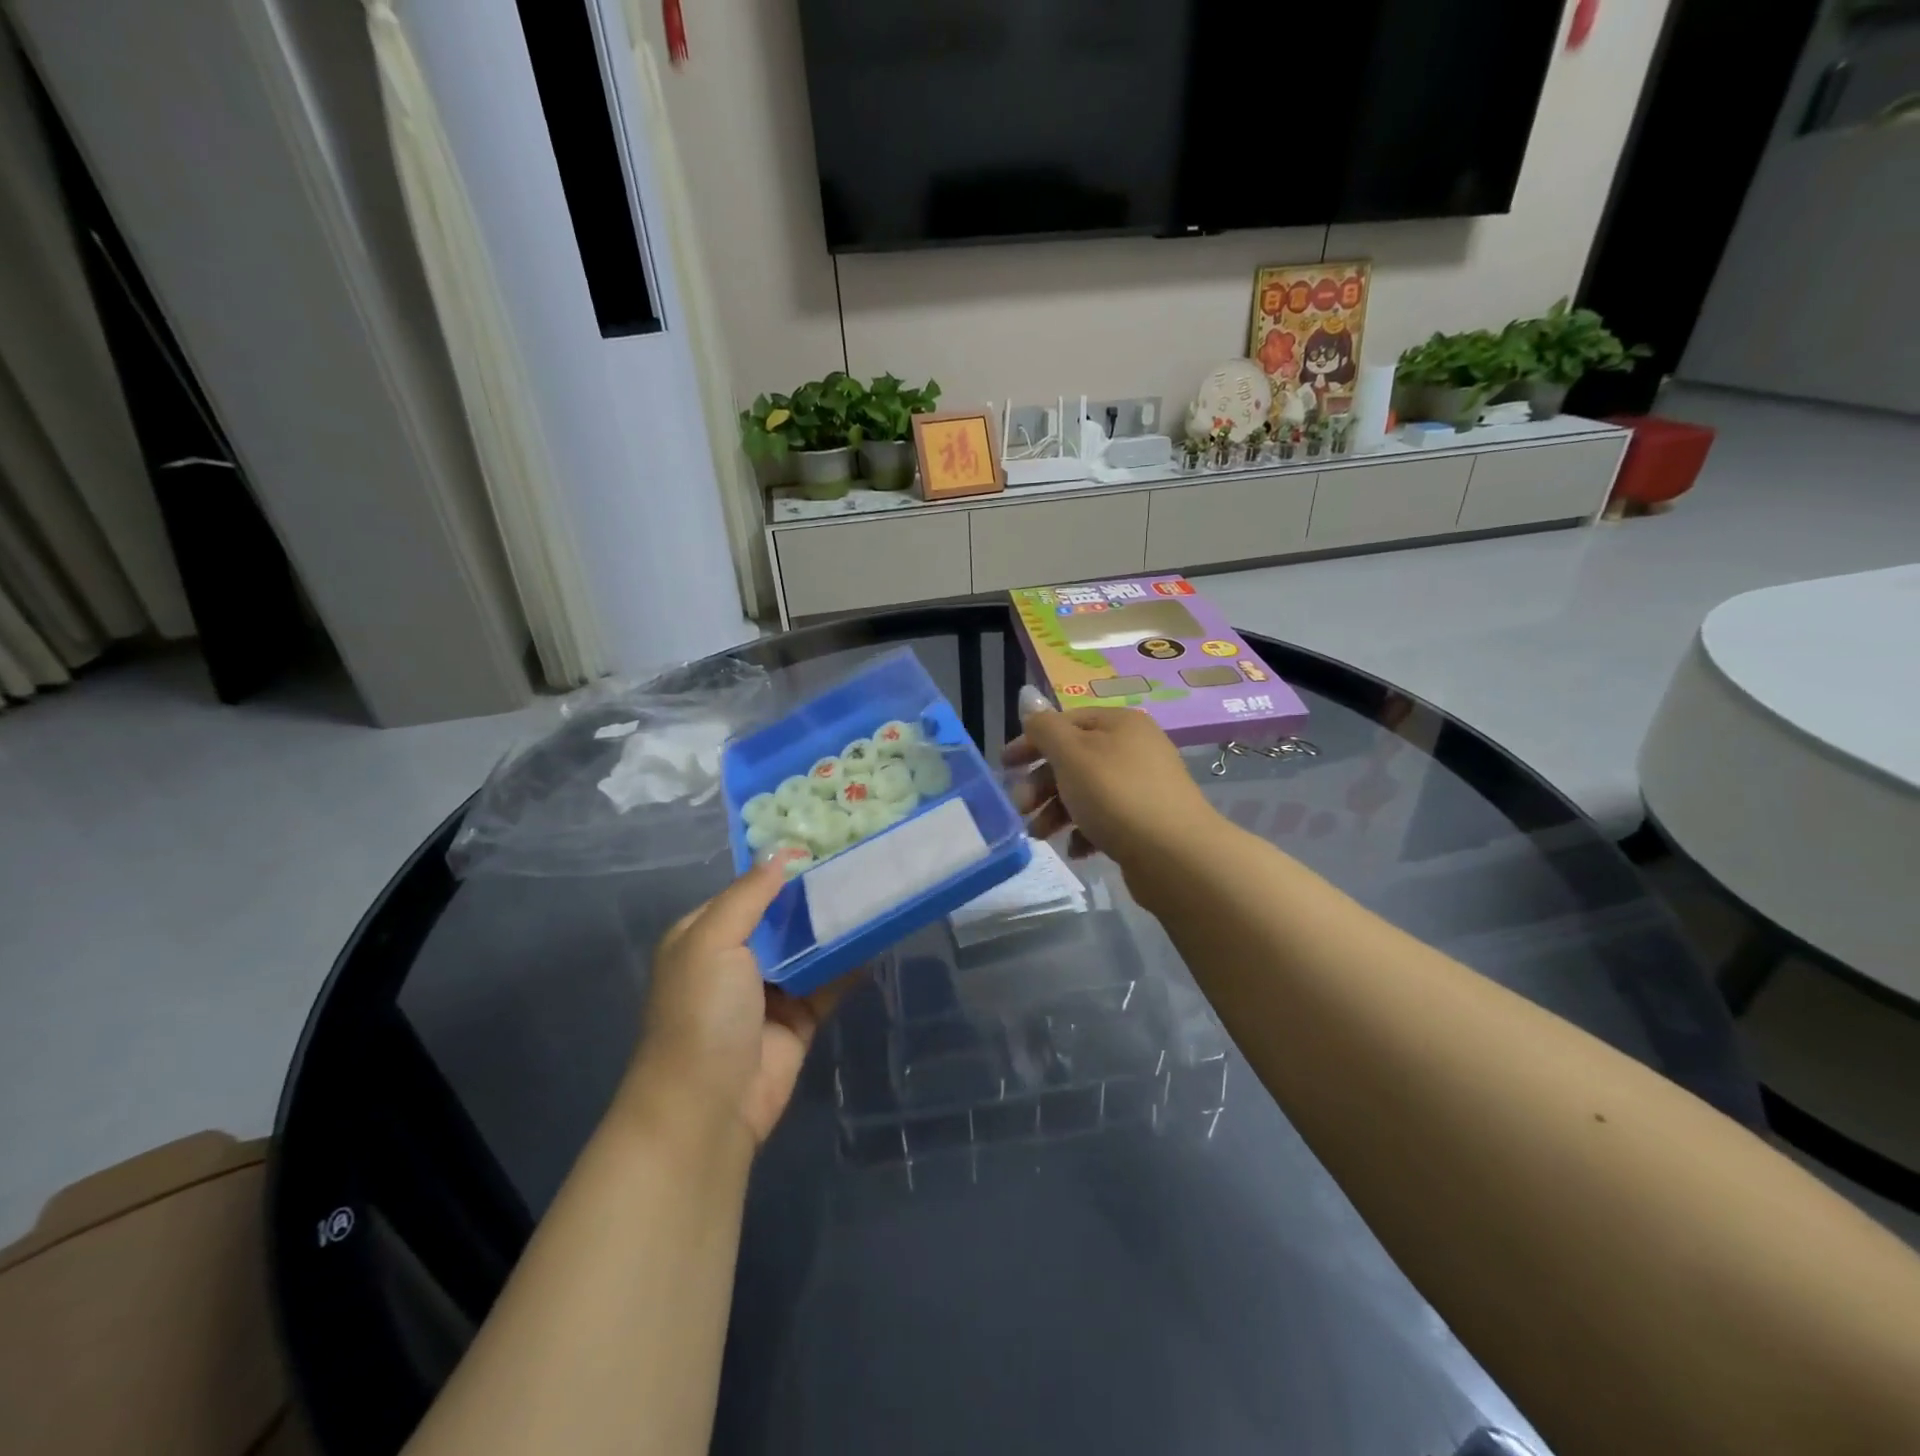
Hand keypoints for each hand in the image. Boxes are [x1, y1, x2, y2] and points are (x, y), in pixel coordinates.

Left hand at [631, 862, 851, 1146]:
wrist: (708, 1108)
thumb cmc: (702, 1014)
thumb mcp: (712, 941)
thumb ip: (749, 895)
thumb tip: (781, 853)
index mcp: (705, 935)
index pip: (748, 891)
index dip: (782, 870)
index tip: (825, 845)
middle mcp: (736, 959)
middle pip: (782, 918)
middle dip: (815, 897)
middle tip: (860, 865)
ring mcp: (769, 990)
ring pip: (809, 948)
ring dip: (836, 928)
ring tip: (875, 893)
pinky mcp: (799, 1018)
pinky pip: (829, 982)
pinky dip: (850, 964)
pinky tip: (878, 939)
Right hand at [1004, 707, 1218, 867]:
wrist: (1175, 855)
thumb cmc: (1116, 795)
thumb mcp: (1072, 755)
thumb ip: (1045, 728)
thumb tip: (1030, 703)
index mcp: (1119, 723)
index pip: (1066, 722)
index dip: (1031, 741)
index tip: (1004, 766)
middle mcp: (1135, 748)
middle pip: (1074, 759)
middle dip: (1041, 784)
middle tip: (1019, 808)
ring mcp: (1143, 786)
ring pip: (1086, 791)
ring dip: (1056, 811)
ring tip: (1039, 835)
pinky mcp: (1146, 821)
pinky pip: (1106, 819)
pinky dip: (1084, 831)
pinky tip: (1076, 849)